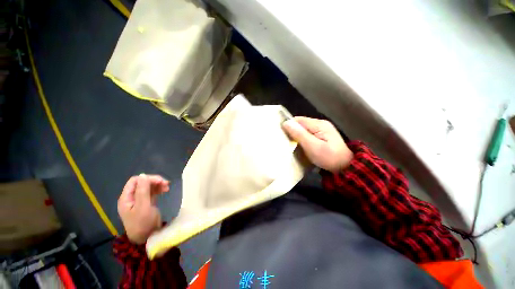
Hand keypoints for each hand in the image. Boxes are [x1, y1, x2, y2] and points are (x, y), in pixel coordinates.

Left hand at [117, 174, 169, 243]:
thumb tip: (143, 175)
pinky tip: (165, 190)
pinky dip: (158, 189)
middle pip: (142, 183)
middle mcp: (131, 198)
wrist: (147, 238)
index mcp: (126, 198)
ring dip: (158, 185)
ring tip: (168, 187)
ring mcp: (139, 200)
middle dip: (154, 181)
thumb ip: (142, 191)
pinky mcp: (146, 203)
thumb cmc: (143, 223)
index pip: (134, 181)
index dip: (147, 179)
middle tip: (166, 183)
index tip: (160, 181)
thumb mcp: (143, 207)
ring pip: (148, 187)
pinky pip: (152, 192)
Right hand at [283, 117, 352, 172]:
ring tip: (291, 144)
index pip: (298, 120)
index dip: (289, 126)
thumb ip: (299, 134)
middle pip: (301, 124)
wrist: (345, 166)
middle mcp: (320, 124)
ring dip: (297, 135)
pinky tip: (300, 145)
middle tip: (286, 142)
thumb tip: (286, 123)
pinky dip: (302, 138)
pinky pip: (308, 134)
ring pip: (304, 129)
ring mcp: (322, 129)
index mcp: (319, 124)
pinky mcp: (322, 135)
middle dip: (292, 131)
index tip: (282, 135)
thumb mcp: (312, 146)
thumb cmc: (328, 157)